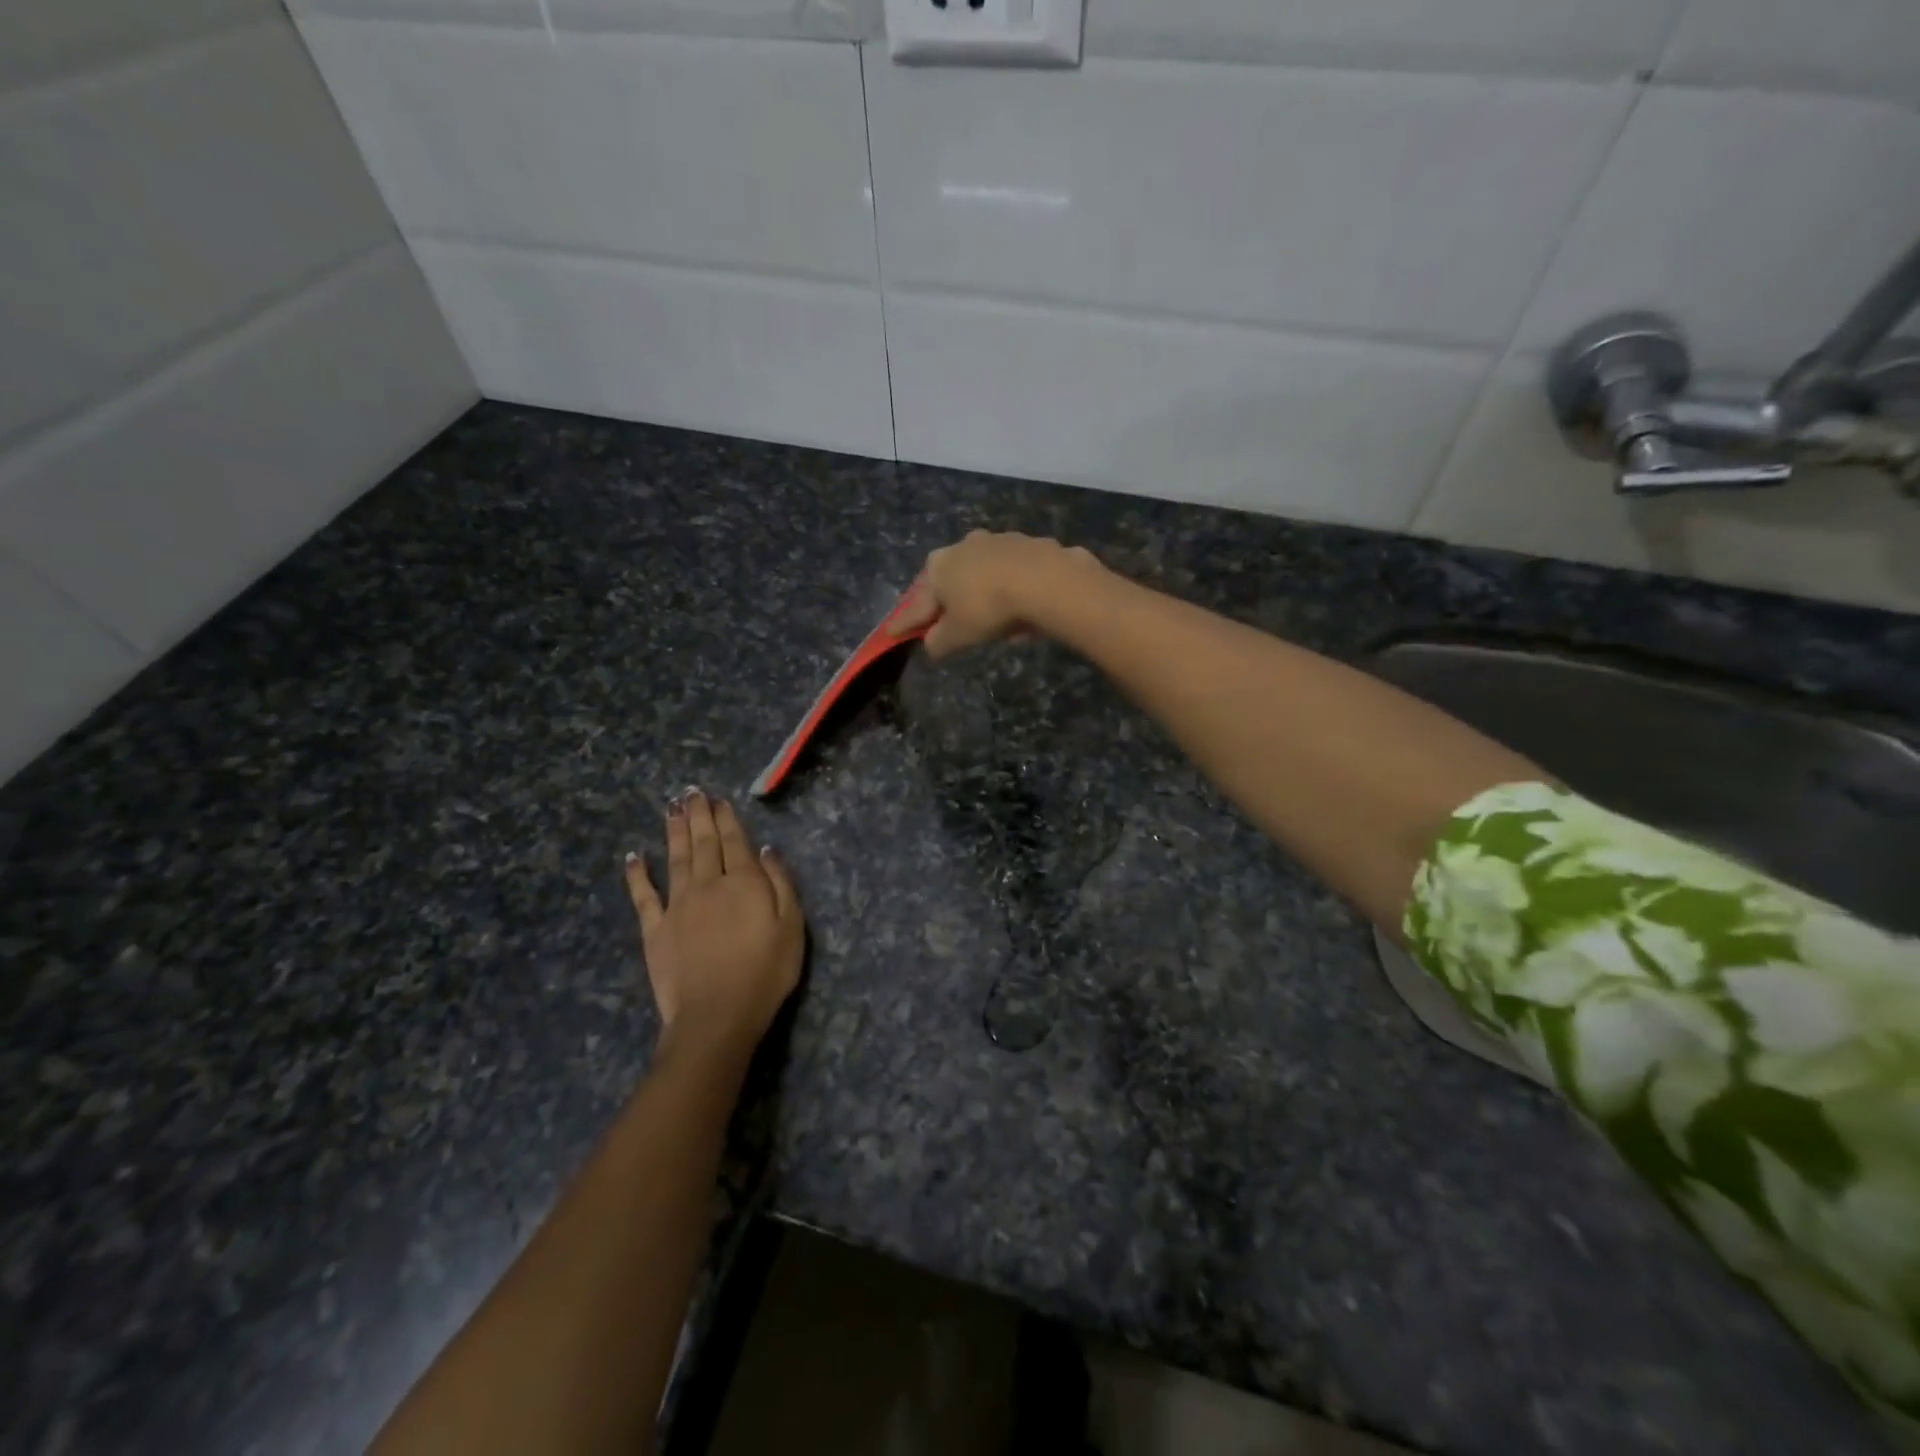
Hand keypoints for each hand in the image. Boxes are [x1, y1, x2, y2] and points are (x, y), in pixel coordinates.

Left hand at [624, 789, 803, 1059]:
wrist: (717, 1016)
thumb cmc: (765, 973)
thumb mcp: (791, 927)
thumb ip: (780, 884)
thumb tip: (767, 850)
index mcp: (744, 882)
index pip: (735, 842)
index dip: (727, 819)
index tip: (719, 799)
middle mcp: (708, 884)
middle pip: (703, 843)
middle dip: (698, 815)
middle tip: (691, 792)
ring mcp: (678, 905)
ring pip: (675, 858)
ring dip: (673, 831)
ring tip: (671, 808)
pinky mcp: (655, 929)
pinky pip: (643, 896)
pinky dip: (638, 874)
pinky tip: (634, 856)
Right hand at [890, 530, 1101, 657]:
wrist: (1045, 580)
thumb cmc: (989, 608)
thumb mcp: (958, 635)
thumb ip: (939, 642)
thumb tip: (930, 645)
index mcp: (938, 566)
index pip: (916, 603)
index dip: (905, 622)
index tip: (892, 632)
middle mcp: (963, 546)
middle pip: (950, 580)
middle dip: (947, 601)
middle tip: (947, 621)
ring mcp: (998, 540)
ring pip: (983, 573)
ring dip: (983, 592)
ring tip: (992, 619)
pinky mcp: (1030, 544)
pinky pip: (1014, 573)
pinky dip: (1013, 588)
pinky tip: (1023, 608)